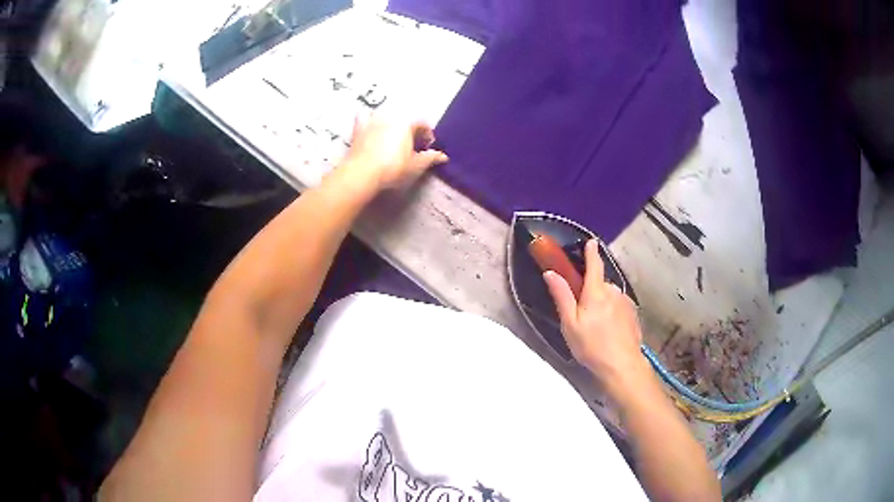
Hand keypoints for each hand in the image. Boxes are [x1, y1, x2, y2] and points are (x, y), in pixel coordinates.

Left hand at [342, 115, 448, 190]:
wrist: (362, 173)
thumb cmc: (392, 168)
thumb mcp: (415, 165)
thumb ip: (430, 158)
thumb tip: (443, 156)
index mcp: (407, 124)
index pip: (422, 124)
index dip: (427, 134)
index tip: (428, 145)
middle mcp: (391, 118)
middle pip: (405, 120)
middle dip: (410, 130)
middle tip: (412, 144)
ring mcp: (373, 121)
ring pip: (386, 116)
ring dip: (392, 123)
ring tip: (393, 136)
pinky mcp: (359, 129)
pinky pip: (364, 116)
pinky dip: (368, 117)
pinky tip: (369, 122)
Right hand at [543, 240, 648, 393]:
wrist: (622, 365)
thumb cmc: (591, 345)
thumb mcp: (570, 323)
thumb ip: (561, 296)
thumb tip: (551, 273)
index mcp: (596, 291)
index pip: (594, 264)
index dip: (591, 252)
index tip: (590, 242)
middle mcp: (613, 291)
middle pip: (600, 284)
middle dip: (591, 291)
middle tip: (582, 313)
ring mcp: (626, 302)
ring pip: (610, 296)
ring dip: (602, 303)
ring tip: (596, 327)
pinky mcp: (633, 314)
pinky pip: (619, 306)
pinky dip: (612, 312)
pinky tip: (609, 330)